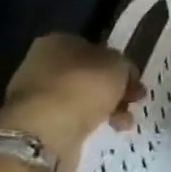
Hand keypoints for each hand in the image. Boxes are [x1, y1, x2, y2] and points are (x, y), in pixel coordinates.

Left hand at [0, 33, 142, 171]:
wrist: (45, 130)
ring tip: (123, 123)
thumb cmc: (84, 85)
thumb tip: (120, 72)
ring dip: (105, 108)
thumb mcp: (119, 65)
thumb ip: (122, 65)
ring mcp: (36, 94)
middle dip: (113, 89)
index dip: (120, 65)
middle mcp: (42, 63)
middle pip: (88, 74)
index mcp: (59, 41)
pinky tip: (105, 130)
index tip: (135, 81)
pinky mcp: (35, 122)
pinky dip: (88, 122)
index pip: (96, 49)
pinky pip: (71, 117)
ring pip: (81, 97)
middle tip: (134, 101)